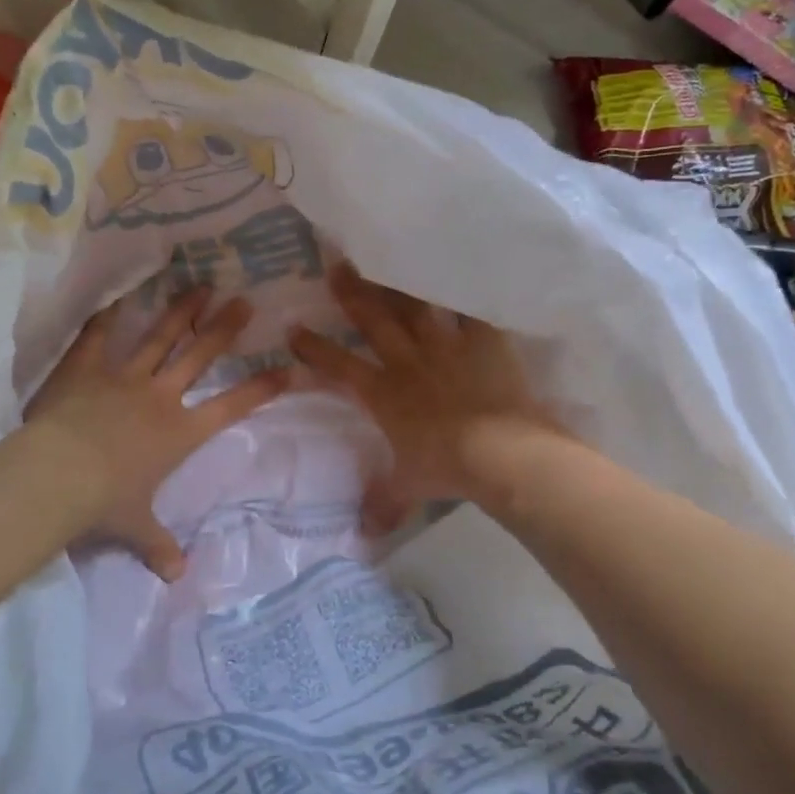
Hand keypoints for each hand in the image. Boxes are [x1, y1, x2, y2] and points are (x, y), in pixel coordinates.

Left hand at [25, 286, 288, 579]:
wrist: (57, 476)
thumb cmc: (104, 503)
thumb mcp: (135, 527)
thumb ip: (158, 545)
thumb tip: (177, 575)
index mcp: (178, 433)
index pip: (230, 408)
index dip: (260, 389)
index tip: (287, 369)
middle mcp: (159, 397)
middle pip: (199, 356)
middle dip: (224, 329)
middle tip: (244, 302)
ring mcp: (123, 377)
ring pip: (159, 337)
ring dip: (181, 311)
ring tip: (200, 285)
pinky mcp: (86, 369)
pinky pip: (98, 337)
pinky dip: (107, 317)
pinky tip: (117, 297)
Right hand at [290, 266, 559, 533]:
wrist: (500, 454)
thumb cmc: (447, 468)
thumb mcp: (409, 486)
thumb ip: (384, 504)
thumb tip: (364, 535)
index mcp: (384, 393)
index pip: (340, 367)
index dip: (315, 349)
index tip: (294, 330)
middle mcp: (408, 361)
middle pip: (373, 321)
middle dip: (351, 294)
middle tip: (336, 265)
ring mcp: (445, 346)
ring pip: (415, 306)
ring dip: (399, 283)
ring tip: (389, 257)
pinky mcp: (482, 340)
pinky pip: (472, 309)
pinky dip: (467, 291)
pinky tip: (464, 269)